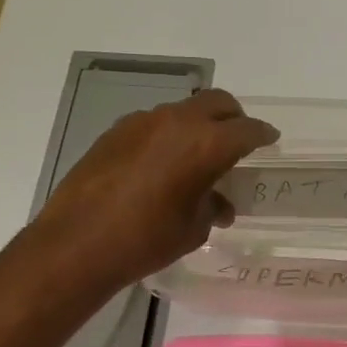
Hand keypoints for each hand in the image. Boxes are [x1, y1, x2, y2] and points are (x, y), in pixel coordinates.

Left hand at [32, 89, 276, 288]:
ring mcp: (141, 123)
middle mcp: (176, 122)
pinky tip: (161, 164)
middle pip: (216, 103)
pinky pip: (153, 124)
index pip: (246, 129)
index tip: (270, 139)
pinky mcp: (115, 132)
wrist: (76, 244)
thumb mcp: (193, 229)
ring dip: (197, 125)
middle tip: (238, 139)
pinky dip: (167, 135)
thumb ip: (212, 207)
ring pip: (182, 111)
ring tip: (197, 155)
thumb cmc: (146, 240)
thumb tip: (218, 204)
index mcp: (206, 144)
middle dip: (233, 117)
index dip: (263, 134)